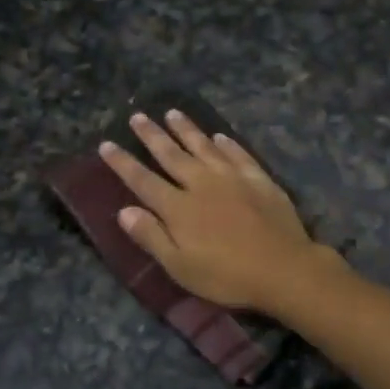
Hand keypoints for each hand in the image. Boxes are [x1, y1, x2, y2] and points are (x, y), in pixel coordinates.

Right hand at [98, 111, 339, 313]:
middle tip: (137, 116)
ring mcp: (231, 177)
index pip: (142, 180)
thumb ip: (151, 237)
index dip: (123, 162)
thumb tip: (124, 210)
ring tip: (172, 113)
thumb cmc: (227, 276)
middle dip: (152, 135)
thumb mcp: (180, 267)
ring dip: (186, 129)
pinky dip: (226, 143)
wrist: (283, 268)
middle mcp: (201, 183)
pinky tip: (219, 136)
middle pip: (171, 154)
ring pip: (203, 146)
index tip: (107, 144)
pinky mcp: (258, 178)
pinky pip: (237, 154)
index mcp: (178, 208)